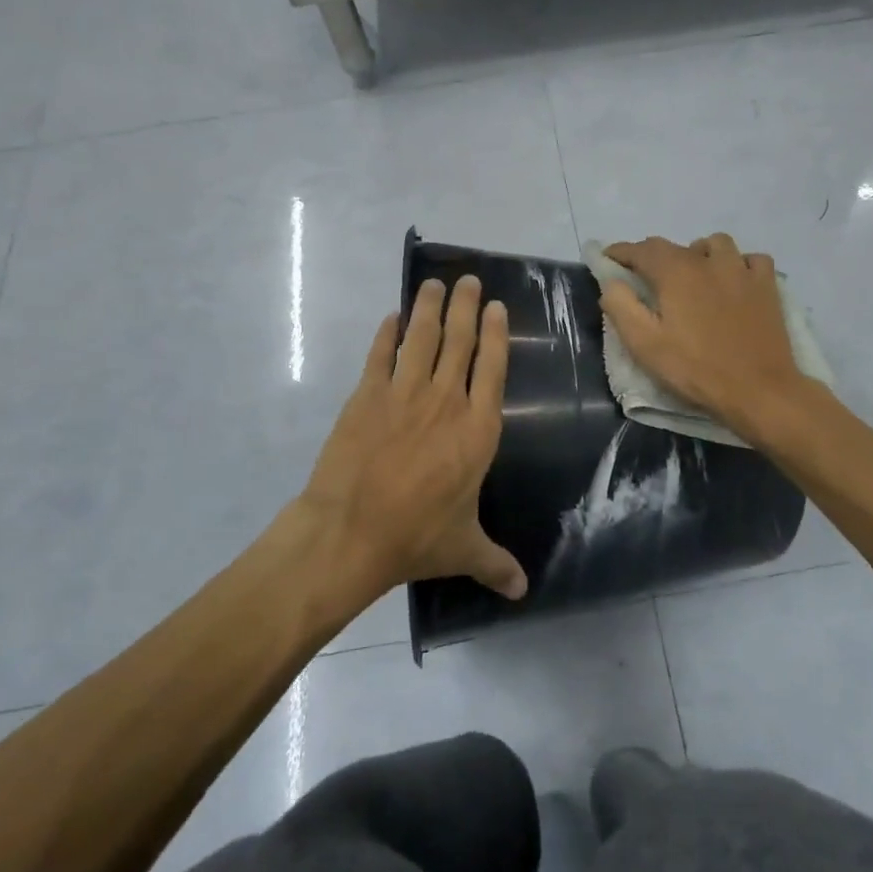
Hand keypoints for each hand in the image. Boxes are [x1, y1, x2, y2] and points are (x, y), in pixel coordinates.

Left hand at [301, 275, 526, 599]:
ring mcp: (404, 393)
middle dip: (466, 307)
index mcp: (477, 430)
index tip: (496, 307)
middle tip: (468, 280)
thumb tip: (522, 591)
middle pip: (459, 341)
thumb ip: (495, 563)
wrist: (350, 532)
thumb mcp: (463, 550)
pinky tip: (391, 318)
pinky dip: (385, 333)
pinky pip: (379, 355)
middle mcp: (446, 401)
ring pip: (422, 338)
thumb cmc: (415, 537)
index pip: (492, 368)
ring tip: (435, 284)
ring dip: (429, 308)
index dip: (495, 334)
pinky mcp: (367, 395)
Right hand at [600, 234, 805, 436]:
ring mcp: (743, 271)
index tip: (608, 258)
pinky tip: (734, 281)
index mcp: (676, 272)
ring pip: (716, 244)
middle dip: (655, 256)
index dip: (621, 251)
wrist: (758, 390)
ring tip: (693, 275)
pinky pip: (751, 260)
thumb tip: (611, 282)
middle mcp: (709, 261)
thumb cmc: (695, 369)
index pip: (642, 249)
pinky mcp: (768, 287)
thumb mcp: (645, 345)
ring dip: (699, 253)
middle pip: (676, 246)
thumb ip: (622, 307)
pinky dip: (738, 264)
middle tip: (646, 278)